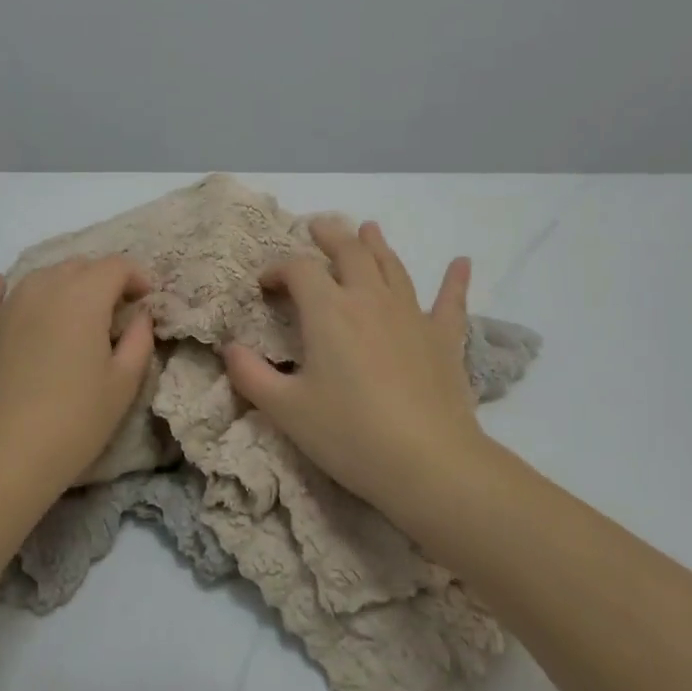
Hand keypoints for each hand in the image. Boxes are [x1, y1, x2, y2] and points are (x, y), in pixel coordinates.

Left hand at [0, 256, 155, 491]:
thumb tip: (139, 314)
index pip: (115, 266)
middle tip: (114, 310)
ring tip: (73, 313)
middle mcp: (43, 289)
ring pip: (40, 276)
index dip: (136, 276)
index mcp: (83, 297)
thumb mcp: (123, 384)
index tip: (145, 298)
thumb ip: (138, 339)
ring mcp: (6, 306)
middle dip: (101, 280)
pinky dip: (8, 289)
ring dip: (63, 285)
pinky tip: (10, 293)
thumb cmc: (74, 422)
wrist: (3, 458)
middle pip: (78, 266)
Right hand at [222, 219, 489, 518]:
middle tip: (317, 227)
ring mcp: (411, 314)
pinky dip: (455, 280)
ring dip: (377, 244)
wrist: (428, 463)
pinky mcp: (443, 338)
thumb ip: (250, 375)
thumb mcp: (286, 410)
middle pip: (349, 252)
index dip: (277, 269)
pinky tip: (462, 263)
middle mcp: (369, 299)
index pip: (299, 270)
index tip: (265, 285)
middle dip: (329, 236)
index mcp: (328, 311)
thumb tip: (229, 349)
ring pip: (392, 266)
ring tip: (368, 229)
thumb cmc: (349, 434)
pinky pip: (450, 301)